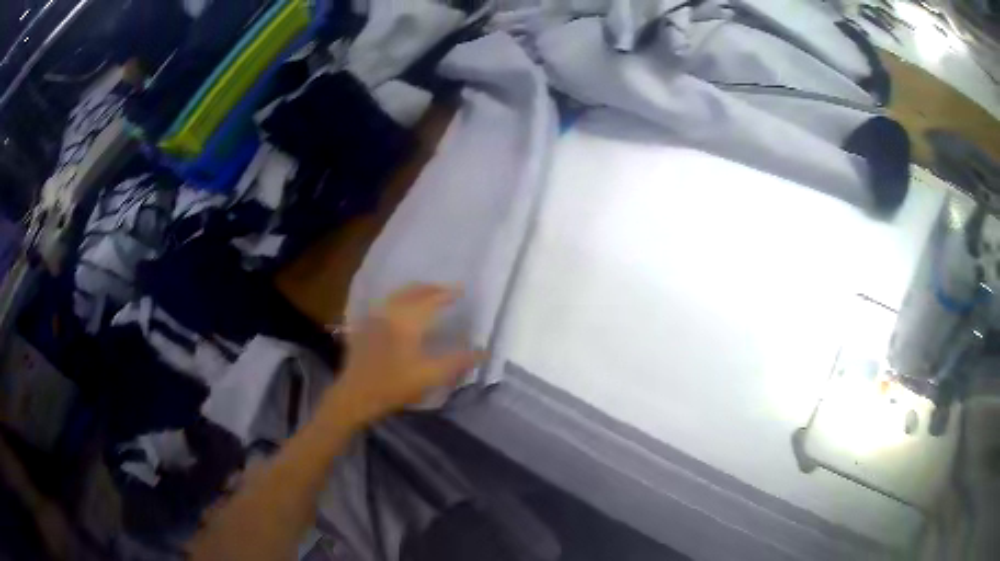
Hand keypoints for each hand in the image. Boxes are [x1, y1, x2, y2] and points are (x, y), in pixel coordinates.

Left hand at [333, 284, 482, 422]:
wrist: (355, 395)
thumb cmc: (393, 386)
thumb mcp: (429, 376)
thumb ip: (457, 361)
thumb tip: (483, 352)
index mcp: (407, 320)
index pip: (431, 299)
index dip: (448, 293)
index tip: (462, 291)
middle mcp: (390, 312)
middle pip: (413, 292)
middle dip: (432, 288)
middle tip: (447, 291)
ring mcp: (374, 317)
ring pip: (397, 296)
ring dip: (415, 292)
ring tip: (428, 296)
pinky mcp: (364, 326)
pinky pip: (385, 304)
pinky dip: (399, 301)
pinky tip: (401, 311)